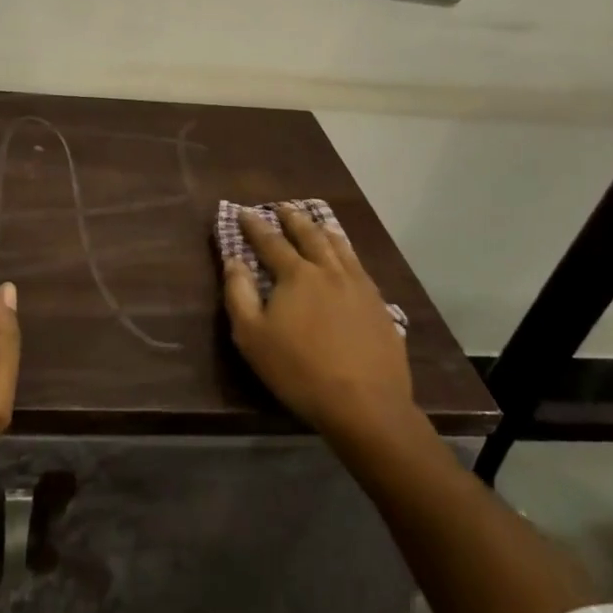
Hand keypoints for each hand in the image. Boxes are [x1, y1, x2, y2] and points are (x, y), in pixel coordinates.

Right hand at [222, 204, 412, 441]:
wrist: (366, 405)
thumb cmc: (300, 371)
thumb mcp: (252, 337)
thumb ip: (239, 294)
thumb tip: (233, 261)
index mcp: (296, 274)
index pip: (270, 241)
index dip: (255, 225)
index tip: (244, 212)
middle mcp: (329, 270)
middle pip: (309, 235)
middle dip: (292, 219)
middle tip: (282, 207)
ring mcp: (359, 286)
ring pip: (339, 247)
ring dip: (323, 231)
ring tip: (317, 223)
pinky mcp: (379, 306)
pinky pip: (360, 267)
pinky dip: (348, 253)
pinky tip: (348, 259)